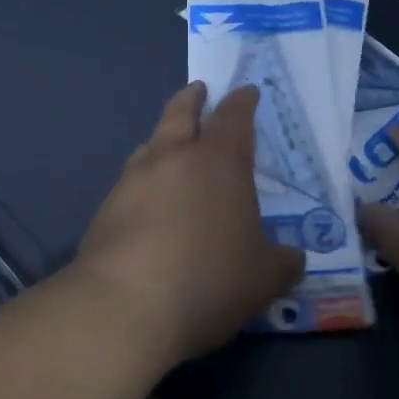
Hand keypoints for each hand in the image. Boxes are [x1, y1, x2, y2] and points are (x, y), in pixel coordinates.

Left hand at [74, 82, 304, 365]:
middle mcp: (173, 158)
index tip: (247, 91)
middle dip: (192, 99)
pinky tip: (149, 204)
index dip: (242, 101)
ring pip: (150, 145)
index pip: (234, 117)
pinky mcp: (105, 211)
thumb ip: (283, 263)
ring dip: (163, 139)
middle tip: (198, 90)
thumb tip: (293, 259)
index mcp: (219, 161)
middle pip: (181, 113)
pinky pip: (130, 183)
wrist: (123, 308)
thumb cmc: (208, 279)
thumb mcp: (264, 278)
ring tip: (170, 145)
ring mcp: (133, 181)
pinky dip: (144, 182)